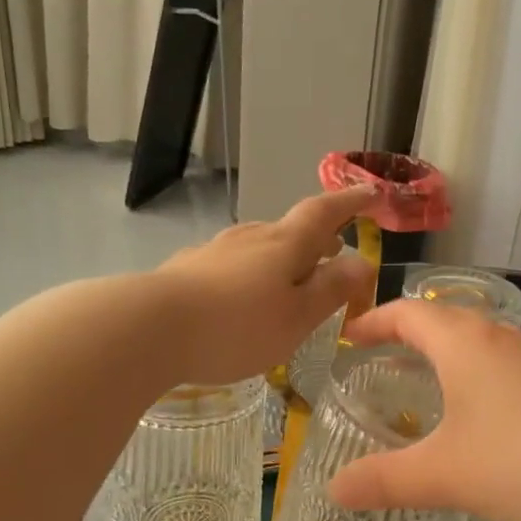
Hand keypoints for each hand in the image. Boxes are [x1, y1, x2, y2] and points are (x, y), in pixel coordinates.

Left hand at [153, 189, 376, 383]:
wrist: (149, 328)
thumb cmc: (237, 327)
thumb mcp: (298, 316)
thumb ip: (332, 289)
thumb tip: (363, 261)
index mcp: (285, 244)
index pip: (325, 212)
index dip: (350, 201)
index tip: (371, 192)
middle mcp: (250, 237)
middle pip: (291, 229)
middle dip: (317, 238)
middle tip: (335, 253)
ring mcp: (215, 250)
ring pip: (260, 246)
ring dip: (283, 257)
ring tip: (293, 279)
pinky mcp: (188, 269)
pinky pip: (232, 264)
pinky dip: (252, 274)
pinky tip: (243, 298)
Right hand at [327, 300, 520, 520]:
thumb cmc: (520, 461)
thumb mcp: (441, 475)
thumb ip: (383, 481)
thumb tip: (334, 490)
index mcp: (464, 342)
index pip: (408, 313)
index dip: (375, 321)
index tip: (350, 337)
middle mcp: (500, 338)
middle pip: (445, 319)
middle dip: (409, 334)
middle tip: (381, 359)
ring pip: (479, 342)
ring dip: (447, 354)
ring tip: (425, 385)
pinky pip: (504, 367)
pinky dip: (477, 377)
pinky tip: (479, 417)